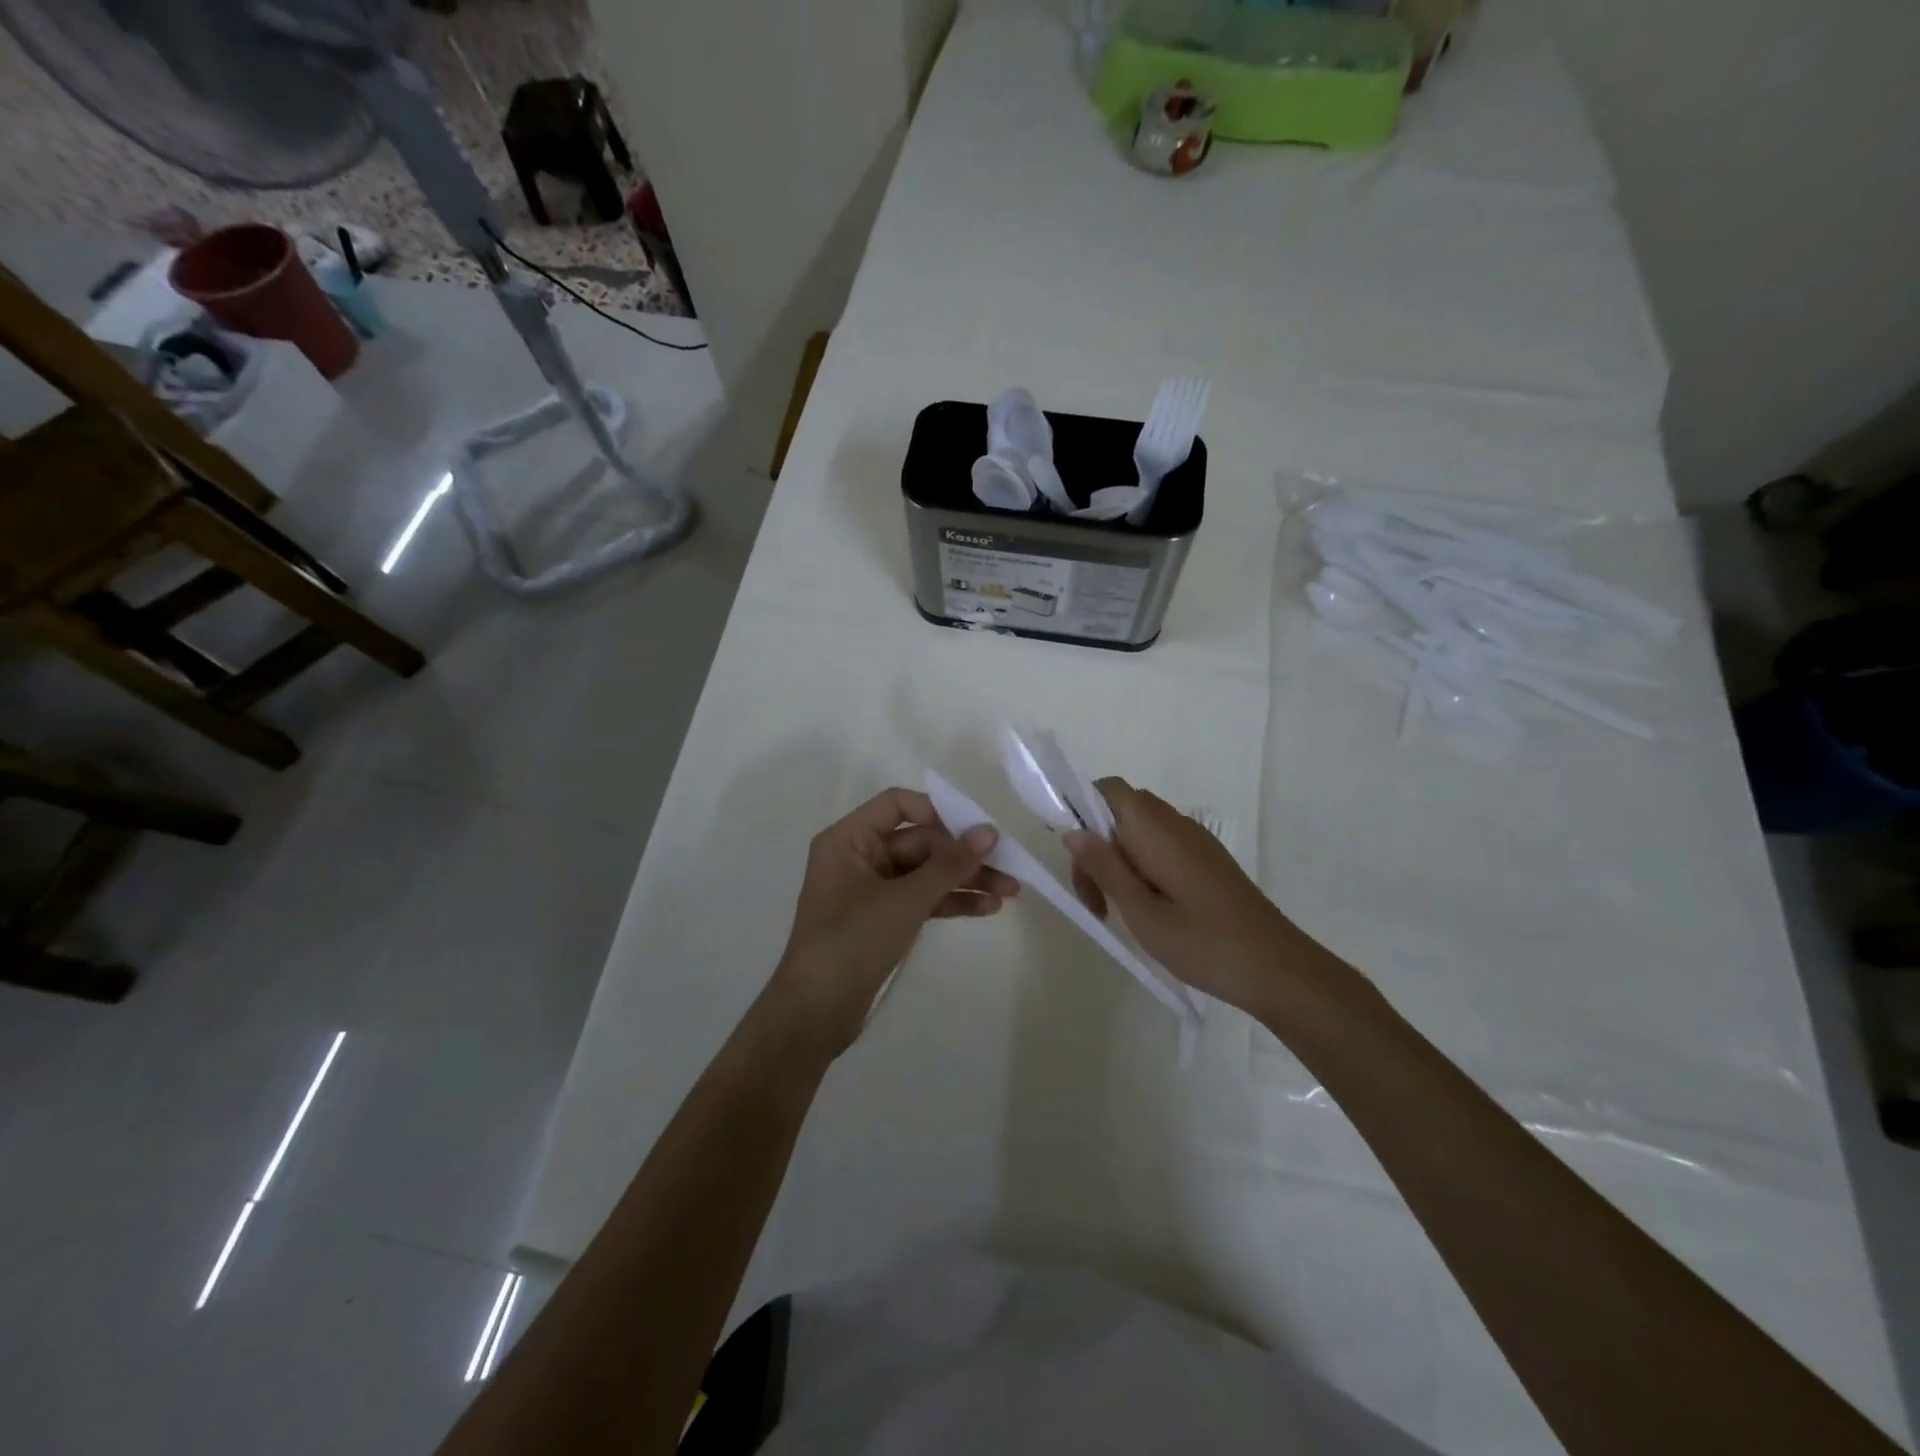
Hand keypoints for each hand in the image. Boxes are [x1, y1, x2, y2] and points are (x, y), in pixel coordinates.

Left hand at [765, 788, 1018, 1057]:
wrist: (816, 1013)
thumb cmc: (853, 941)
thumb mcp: (905, 900)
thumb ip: (949, 864)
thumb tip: (989, 831)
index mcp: (849, 839)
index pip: (897, 805)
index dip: (938, 811)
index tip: (976, 828)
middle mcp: (859, 857)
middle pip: (919, 841)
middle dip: (963, 855)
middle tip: (1008, 866)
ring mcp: (871, 890)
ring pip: (925, 873)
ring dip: (964, 880)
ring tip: (1010, 892)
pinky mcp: (883, 919)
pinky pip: (922, 899)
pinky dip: (950, 902)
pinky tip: (986, 909)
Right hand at [1064, 778, 1318, 1016]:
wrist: (1278, 969)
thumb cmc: (1203, 942)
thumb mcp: (1140, 910)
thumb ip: (1104, 867)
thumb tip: (1073, 831)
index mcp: (1155, 828)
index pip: (1108, 789)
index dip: (1082, 810)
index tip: (1076, 858)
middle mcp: (1175, 823)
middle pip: (1120, 813)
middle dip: (1097, 848)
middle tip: (1095, 901)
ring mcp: (1196, 841)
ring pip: (1140, 833)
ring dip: (1118, 862)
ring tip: (1118, 911)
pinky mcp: (1208, 861)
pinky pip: (1162, 848)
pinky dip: (1142, 869)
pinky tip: (1148, 911)